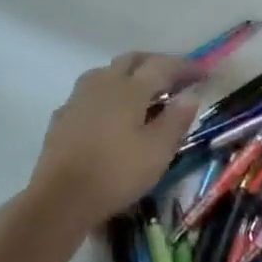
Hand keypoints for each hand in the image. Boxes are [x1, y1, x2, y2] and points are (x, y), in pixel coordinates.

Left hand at [28, 53, 199, 228]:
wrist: (58, 201)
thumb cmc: (116, 173)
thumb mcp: (158, 150)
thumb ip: (176, 119)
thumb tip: (190, 96)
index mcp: (130, 88)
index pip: (163, 66)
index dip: (185, 66)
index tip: (203, 71)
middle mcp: (103, 84)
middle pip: (132, 60)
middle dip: (155, 62)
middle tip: (173, 77)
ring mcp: (78, 99)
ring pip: (107, 72)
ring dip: (128, 75)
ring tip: (142, 93)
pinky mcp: (62, 118)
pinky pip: (89, 94)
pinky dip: (107, 95)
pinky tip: (110, 114)